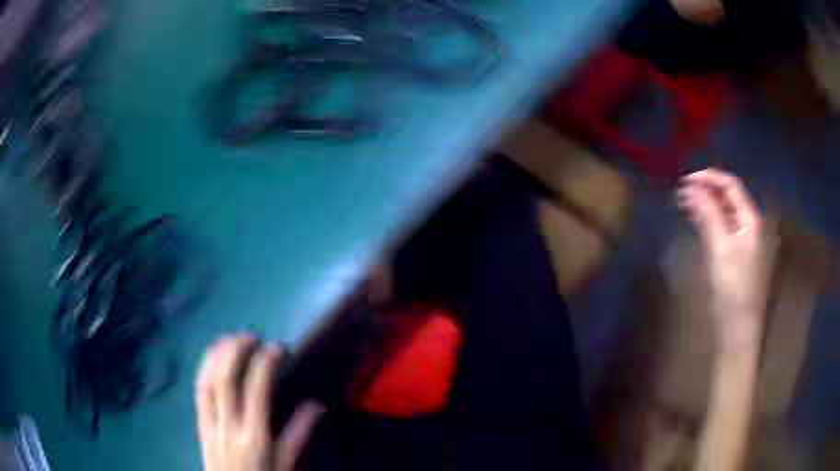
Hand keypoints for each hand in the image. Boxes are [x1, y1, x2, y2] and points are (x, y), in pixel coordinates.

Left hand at [195, 337, 324, 470]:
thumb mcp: (286, 462)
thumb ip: (299, 433)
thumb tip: (316, 404)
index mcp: (254, 436)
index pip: (257, 390)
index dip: (265, 363)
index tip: (276, 348)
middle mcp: (228, 426)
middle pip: (226, 380)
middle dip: (236, 351)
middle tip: (250, 335)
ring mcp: (210, 426)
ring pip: (207, 383)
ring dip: (216, 356)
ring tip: (228, 338)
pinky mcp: (200, 427)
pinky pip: (198, 394)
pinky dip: (203, 371)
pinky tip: (209, 360)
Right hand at [677, 169, 769, 345]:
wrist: (738, 330)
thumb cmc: (732, 289)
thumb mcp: (719, 249)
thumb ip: (708, 215)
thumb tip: (692, 187)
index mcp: (751, 220)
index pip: (731, 185)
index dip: (709, 178)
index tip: (685, 181)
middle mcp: (751, 226)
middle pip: (729, 197)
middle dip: (706, 190)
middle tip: (681, 193)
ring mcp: (746, 242)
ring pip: (726, 213)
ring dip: (707, 205)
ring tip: (685, 205)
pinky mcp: (739, 257)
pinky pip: (725, 229)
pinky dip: (711, 221)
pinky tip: (699, 223)